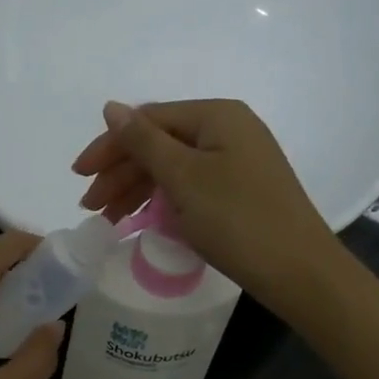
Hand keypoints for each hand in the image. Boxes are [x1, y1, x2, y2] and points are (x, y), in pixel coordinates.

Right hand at [72, 98, 338, 309]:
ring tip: (109, 219)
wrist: (298, 271)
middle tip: (91, 206)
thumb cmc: (236, 219)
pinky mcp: (241, 190)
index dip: (110, 146)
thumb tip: (110, 107)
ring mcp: (237, 160)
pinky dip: (163, 200)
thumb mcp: (183, 177)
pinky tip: (143, 219)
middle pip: (160, 143)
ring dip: (137, 189)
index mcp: (216, 115)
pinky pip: (191, 185)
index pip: (148, 120)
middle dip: (121, 173)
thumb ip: (143, 141)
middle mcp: (229, 129)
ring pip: (173, 167)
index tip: (79, 176)